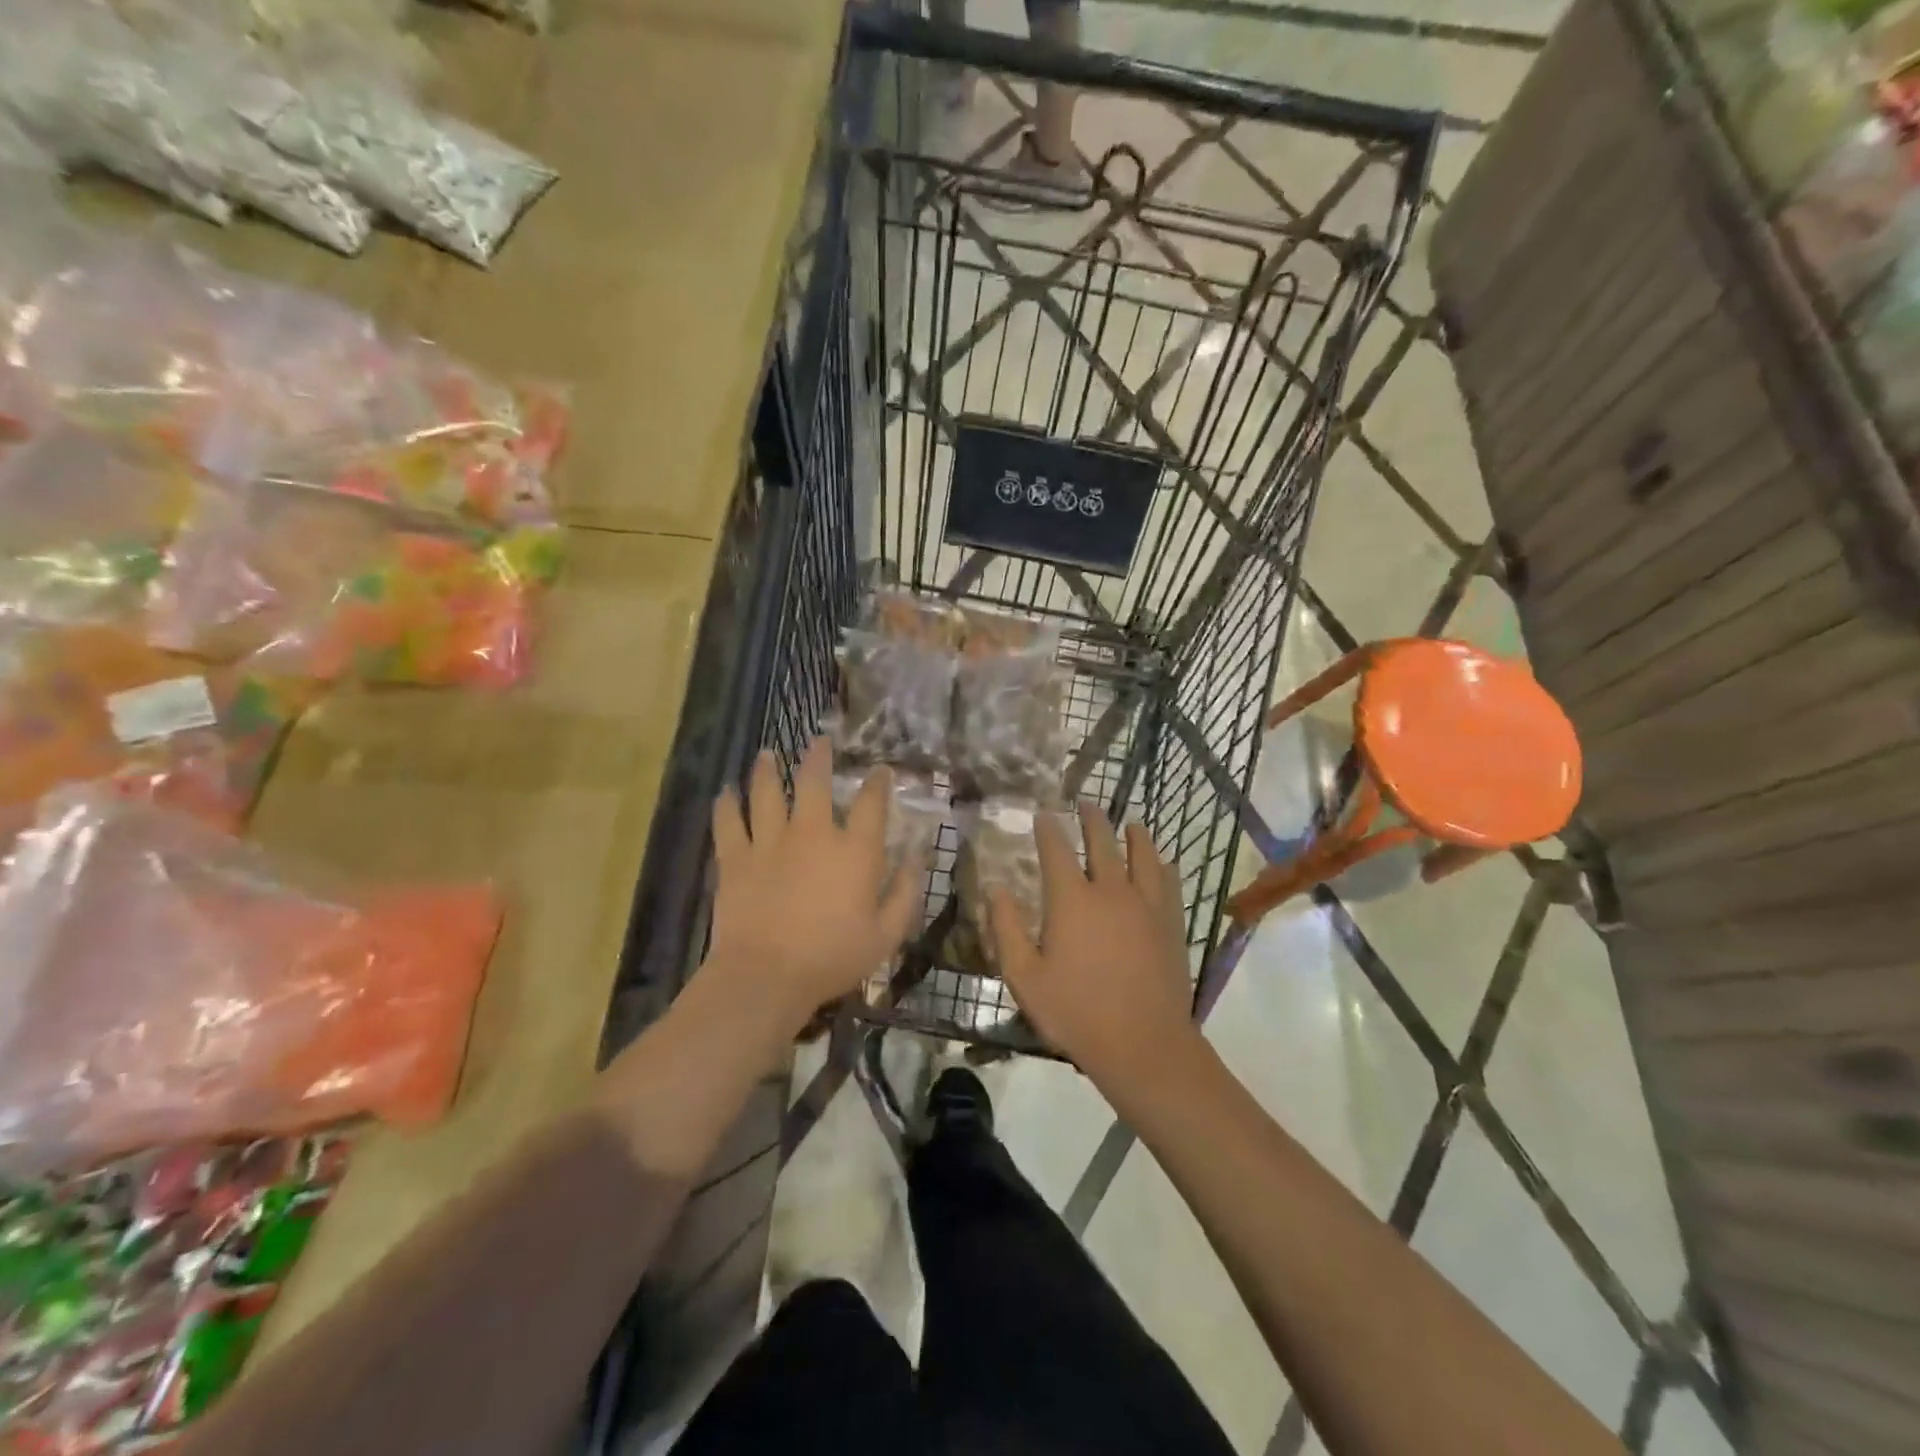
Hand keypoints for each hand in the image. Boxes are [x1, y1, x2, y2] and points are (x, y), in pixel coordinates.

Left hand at [705, 737, 922, 1034]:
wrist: (766, 976)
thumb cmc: (832, 958)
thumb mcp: (886, 935)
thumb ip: (905, 894)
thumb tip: (916, 860)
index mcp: (854, 850)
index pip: (871, 803)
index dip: (878, 782)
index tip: (880, 770)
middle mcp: (812, 833)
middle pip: (814, 782)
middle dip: (818, 757)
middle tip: (818, 741)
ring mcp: (770, 842)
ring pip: (766, 792)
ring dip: (768, 770)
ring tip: (768, 754)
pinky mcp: (735, 858)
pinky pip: (728, 822)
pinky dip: (726, 804)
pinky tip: (725, 792)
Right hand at [990, 800, 1199, 1084]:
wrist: (1143, 1043)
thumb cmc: (1075, 1012)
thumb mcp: (1024, 977)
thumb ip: (1006, 929)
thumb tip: (995, 889)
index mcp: (1072, 899)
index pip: (1056, 850)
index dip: (1048, 829)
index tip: (1043, 814)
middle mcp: (1111, 890)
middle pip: (1102, 842)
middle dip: (1092, 820)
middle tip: (1085, 804)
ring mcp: (1146, 905)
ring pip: (1142, 855)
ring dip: (1134, 834)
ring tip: (1130, 822)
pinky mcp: (1171, 923)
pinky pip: (1168, 883)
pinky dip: (1163, 866)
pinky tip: (1164, 862)